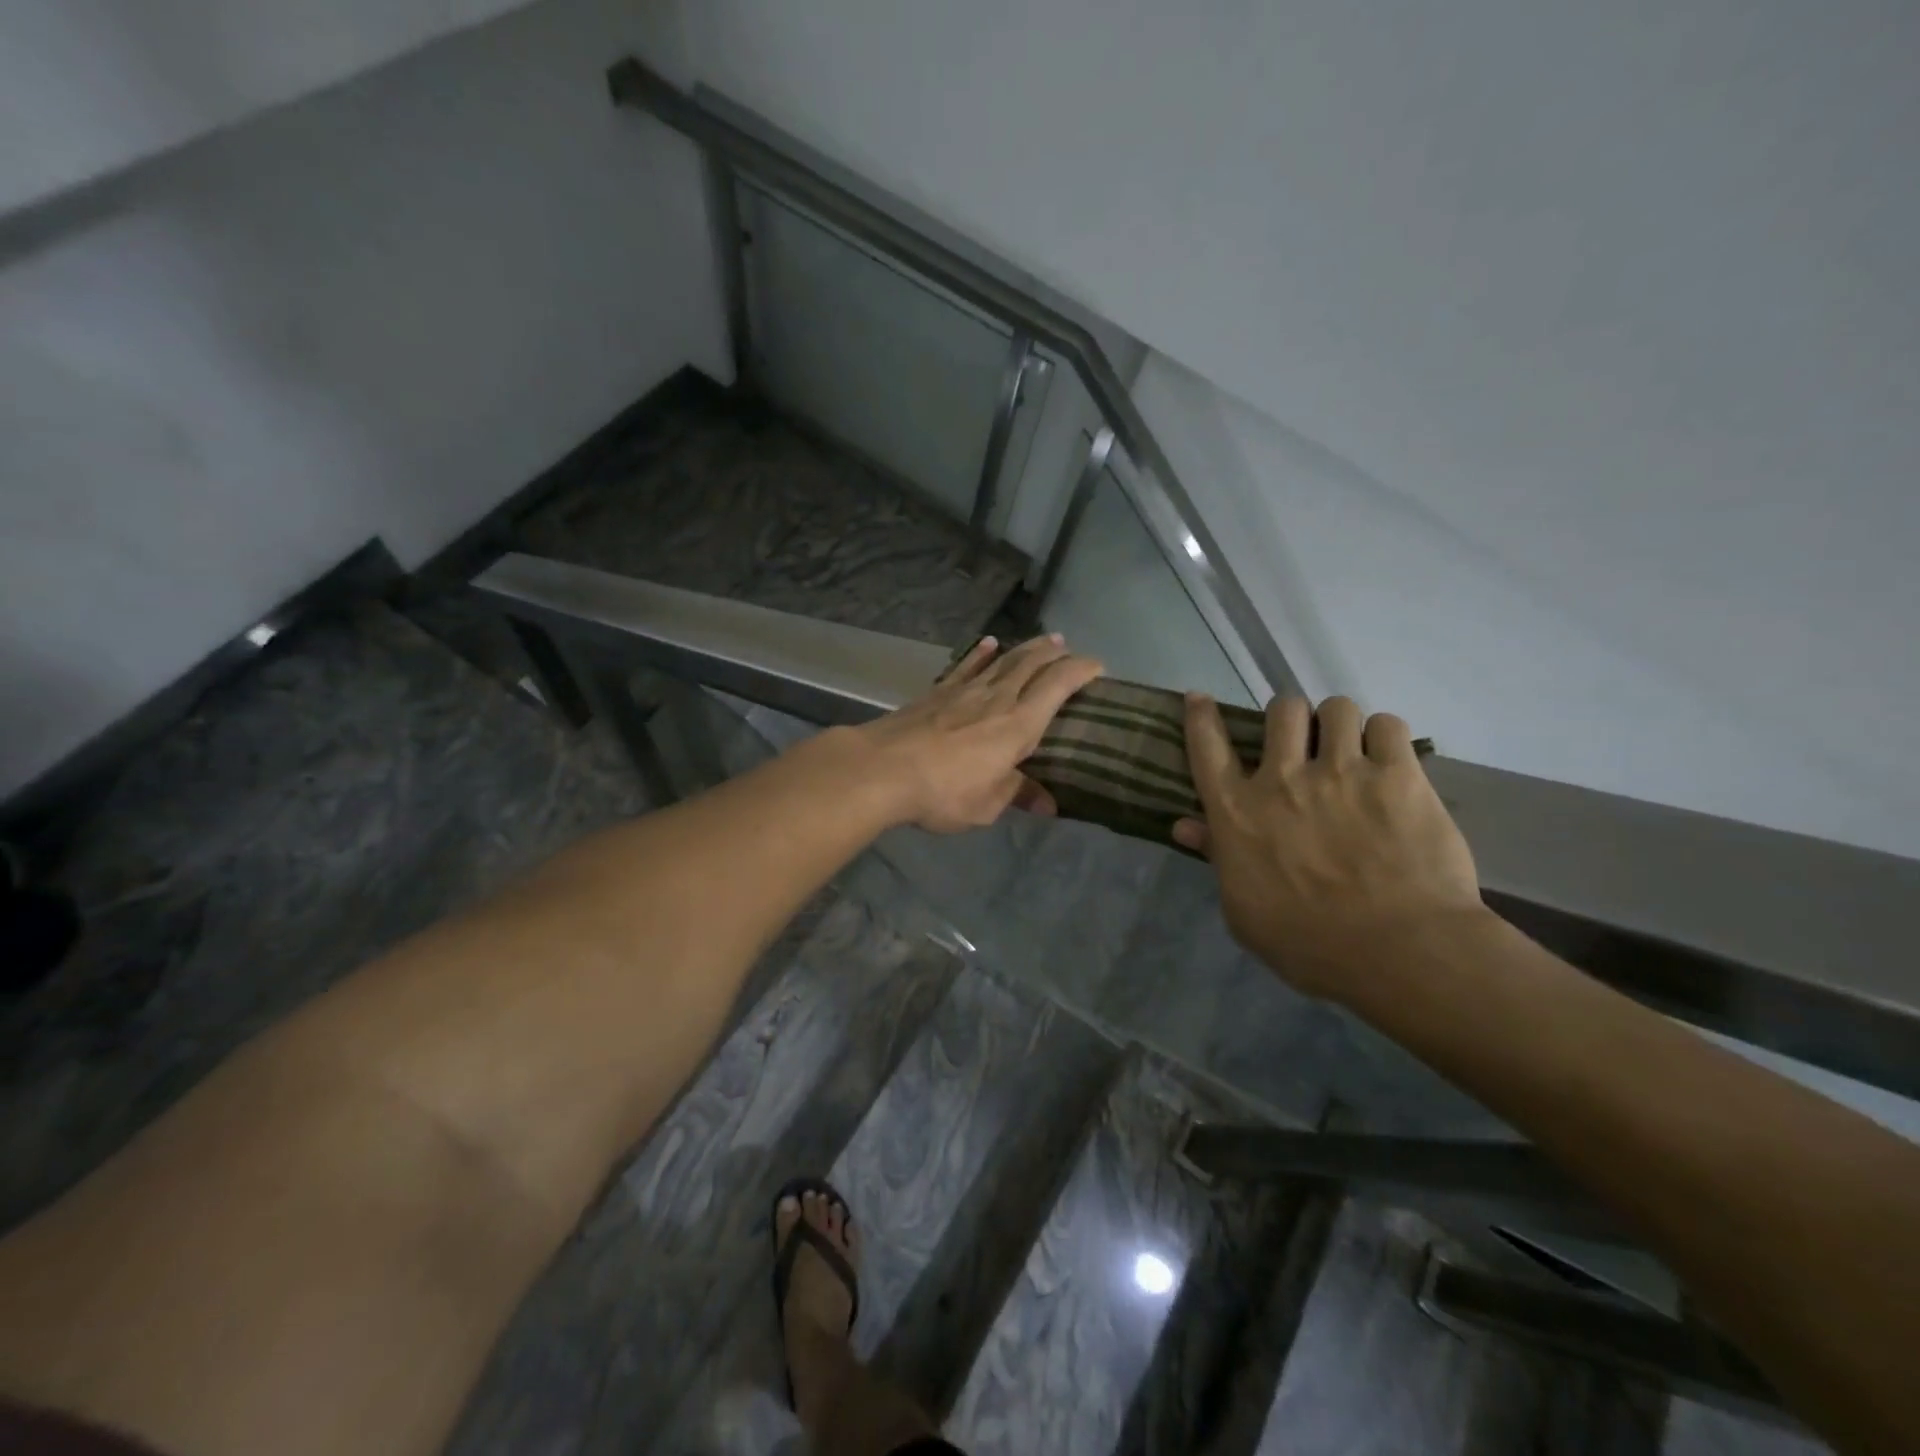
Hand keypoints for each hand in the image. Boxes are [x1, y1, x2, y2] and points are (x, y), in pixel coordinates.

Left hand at [854, 635, 1103, 833]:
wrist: (883, 768)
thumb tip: (1048, 805)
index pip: (1057, 687)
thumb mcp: (986, 805)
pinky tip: (988, 643)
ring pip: (1003, 660)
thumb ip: (1017, 795)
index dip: (1080, 671)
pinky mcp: (937, 691)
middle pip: (1031, 664)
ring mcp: (965, 691)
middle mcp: (997, 699)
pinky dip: (981, 653)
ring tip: (1043, 639)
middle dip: (1055, 653)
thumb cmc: (943, 792)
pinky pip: (966, 665)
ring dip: (1026, 648)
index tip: (1098, 666)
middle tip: (1069, 647)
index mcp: (1018, 726)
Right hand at [1174, 694, 1483, 999]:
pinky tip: (1389, 758)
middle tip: (1303, 743)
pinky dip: (1384, 736)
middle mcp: (1282, 778)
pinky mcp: (1399, 775)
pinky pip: (1387, 724)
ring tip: (1351, 747)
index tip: (1199, 698)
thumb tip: (1185, 825)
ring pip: (1337, 707)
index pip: (1207, 745)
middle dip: (1290, 719)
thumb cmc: (1308, 943)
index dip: (1201, 715)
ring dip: (1339, 724)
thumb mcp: (1242, 909)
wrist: (1398, 952)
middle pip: (1281, 710)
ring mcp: (1342, 771)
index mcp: (1238, 811)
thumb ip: (1217, 857)